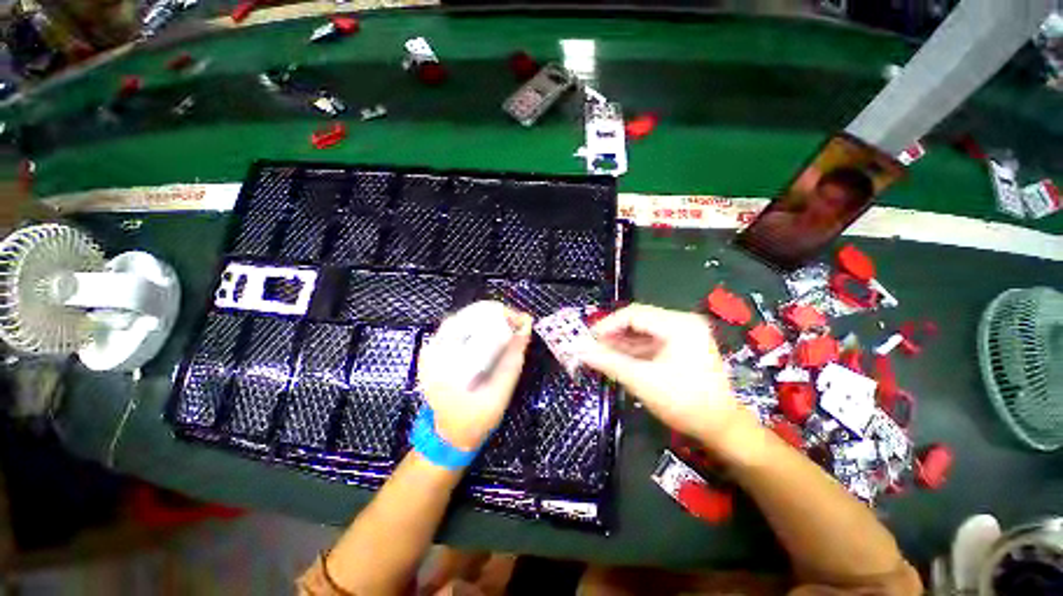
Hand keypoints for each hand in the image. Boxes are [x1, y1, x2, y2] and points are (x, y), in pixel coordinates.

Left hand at [417, 302, 532, 450]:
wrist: (450, 436)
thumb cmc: (475, 418)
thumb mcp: (499, 393)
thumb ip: (513, 359)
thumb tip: (526, 325)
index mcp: (444, 359)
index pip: (473, 319)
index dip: (501, 314)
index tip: (522, 321)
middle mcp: (432, 349)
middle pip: (467, 316)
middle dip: (497, 315)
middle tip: (518, 324)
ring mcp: (431, 350)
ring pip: (463, 319)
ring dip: (488, 319)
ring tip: (509, 326)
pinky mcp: (434, 353)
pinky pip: (458, 329)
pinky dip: (478, 327)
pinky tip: (493, 333)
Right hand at [578, 304, 760, 460]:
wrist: (720, 427)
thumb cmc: (684, 403)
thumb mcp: (642, 381)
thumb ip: (609, 362)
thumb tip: (580, 351)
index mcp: (679, 325)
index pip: (634, 314)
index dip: (607, 325)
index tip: (588, 339)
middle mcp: (682, 322)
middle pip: (638, 320)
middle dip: (613, 333)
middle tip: (592, 346)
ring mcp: (683, 333)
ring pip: (642, 331)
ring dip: (621, 342)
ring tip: (600, 353)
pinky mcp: (681, 345)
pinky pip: (650, 341)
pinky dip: (632, 349)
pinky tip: (616, 357)